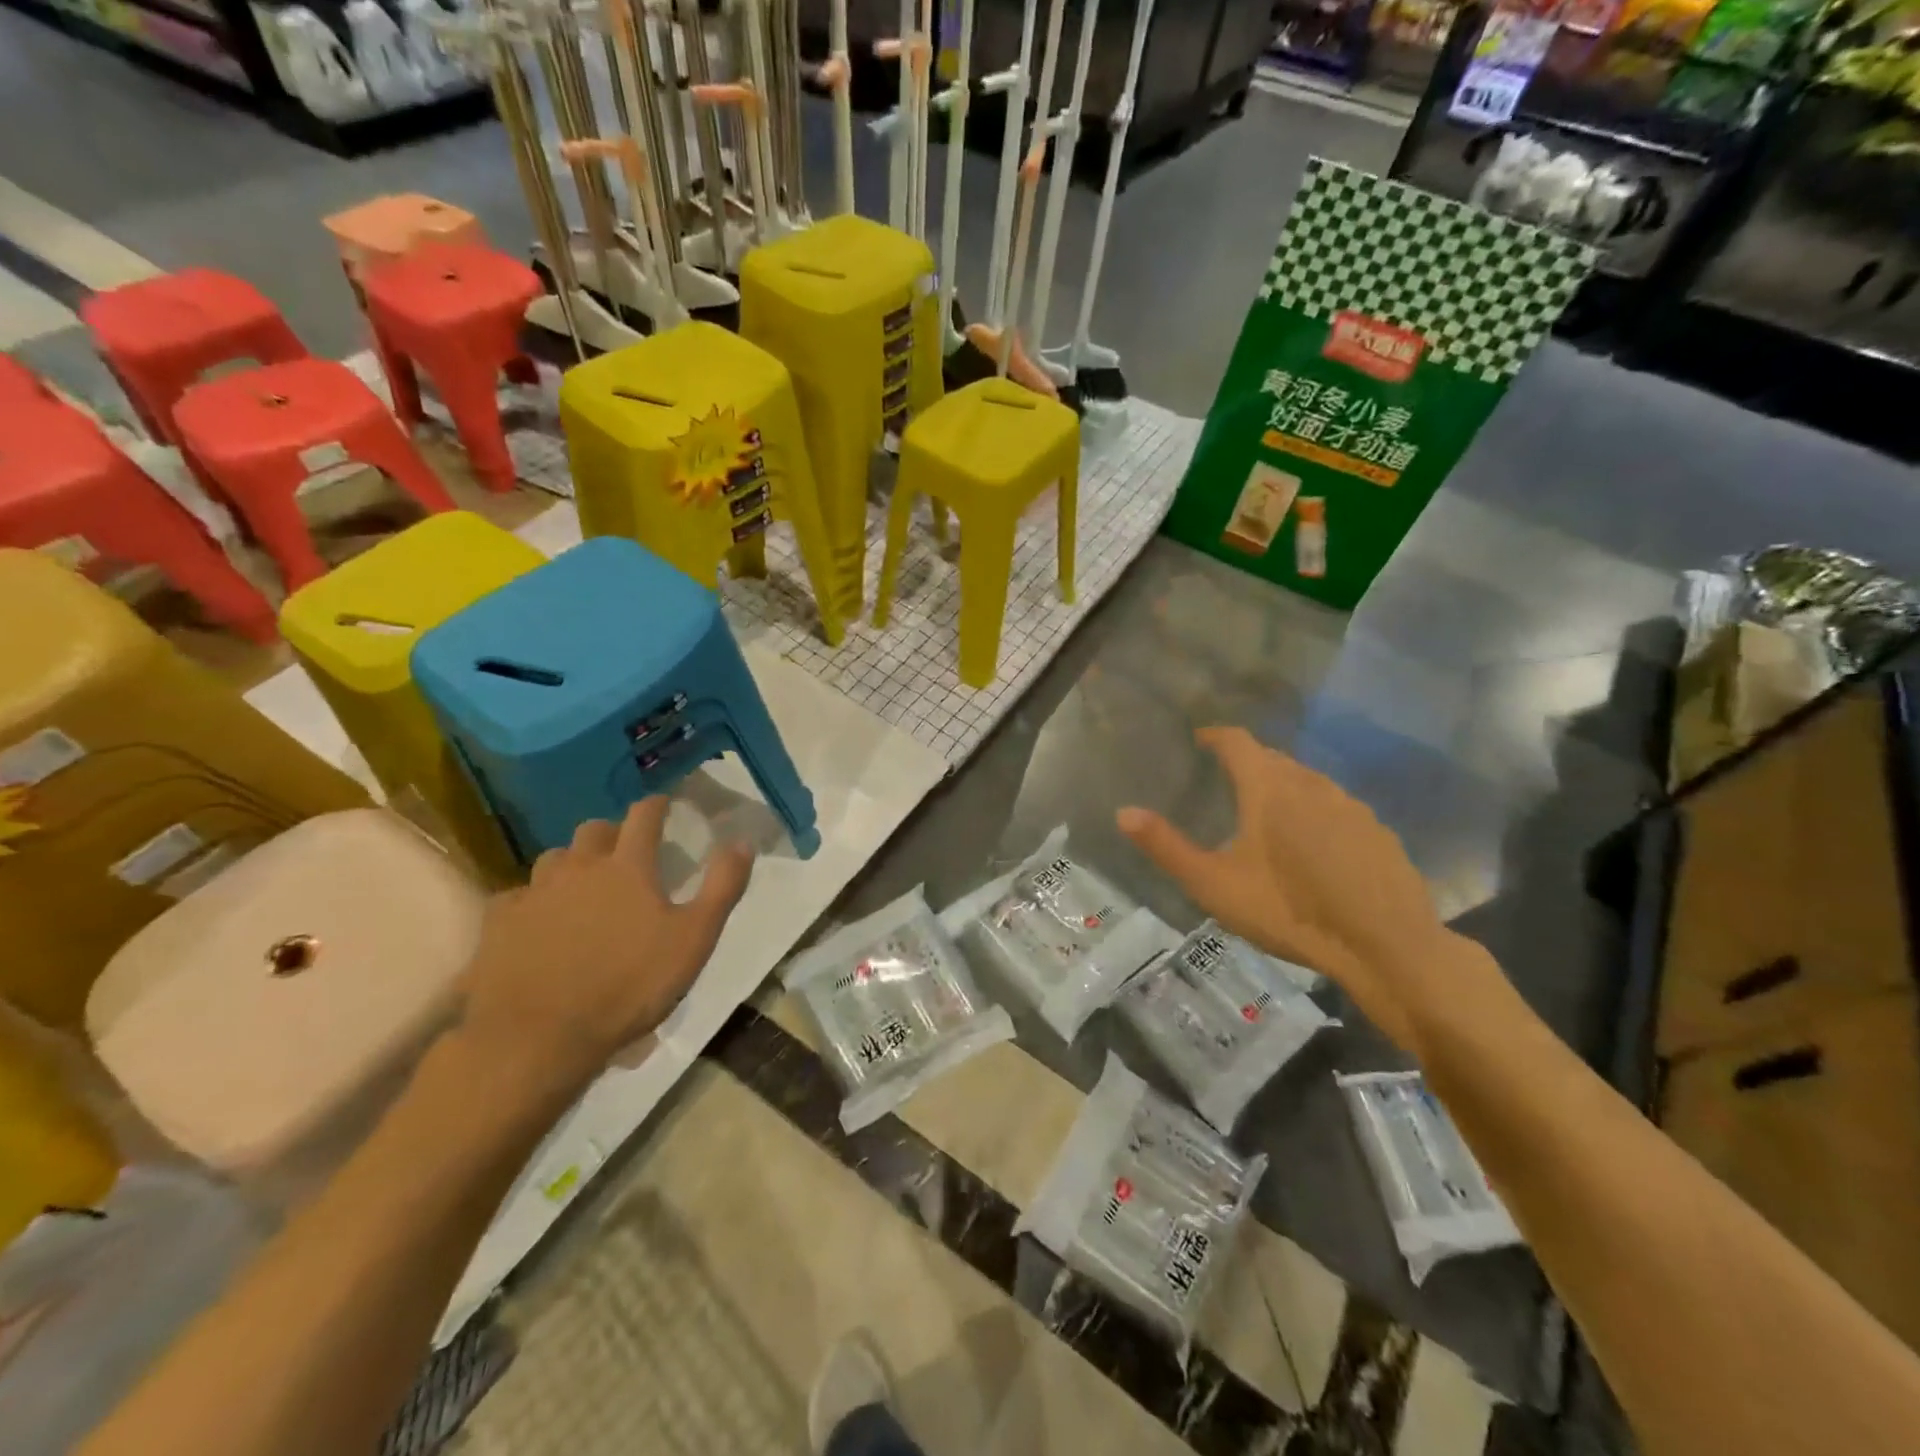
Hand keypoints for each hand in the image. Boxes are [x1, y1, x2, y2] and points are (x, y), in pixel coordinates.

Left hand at [457, 798, 754, 1092]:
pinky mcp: (499, 923)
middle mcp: (579, 867)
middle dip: (612, 833)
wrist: (536, 1037)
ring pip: (554, 859)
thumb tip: (742, 841)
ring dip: (572, 864)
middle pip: (594, 830)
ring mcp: (534, 893)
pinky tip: (539, 923)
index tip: (664, 803)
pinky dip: (534, 901)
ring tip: (583, 887)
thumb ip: (722, 887)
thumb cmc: (628, 986)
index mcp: (628, 867)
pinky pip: (518, 897)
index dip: (656, 805)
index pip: (644, 816)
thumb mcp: (694, 939)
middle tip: (625, 852)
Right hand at [1118, 727, 1486, 1054]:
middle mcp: (1312, 784)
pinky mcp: (1379, 832)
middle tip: (1228, 778)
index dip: (1216, 735)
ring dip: (1285, 785)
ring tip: (1269, 810)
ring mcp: (1352, 806)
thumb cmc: (1288, 910)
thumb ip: (1166, 847)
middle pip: (1275, 759)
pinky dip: (1317, 811)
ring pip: (1309, 781)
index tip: (1202, 738)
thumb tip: (1123, 812)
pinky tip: (1316, 844)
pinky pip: (1337, 807)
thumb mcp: (1214, 884)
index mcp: (1269, 788)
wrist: (1384, 946)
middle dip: (1249, 761)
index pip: (1238, 742)